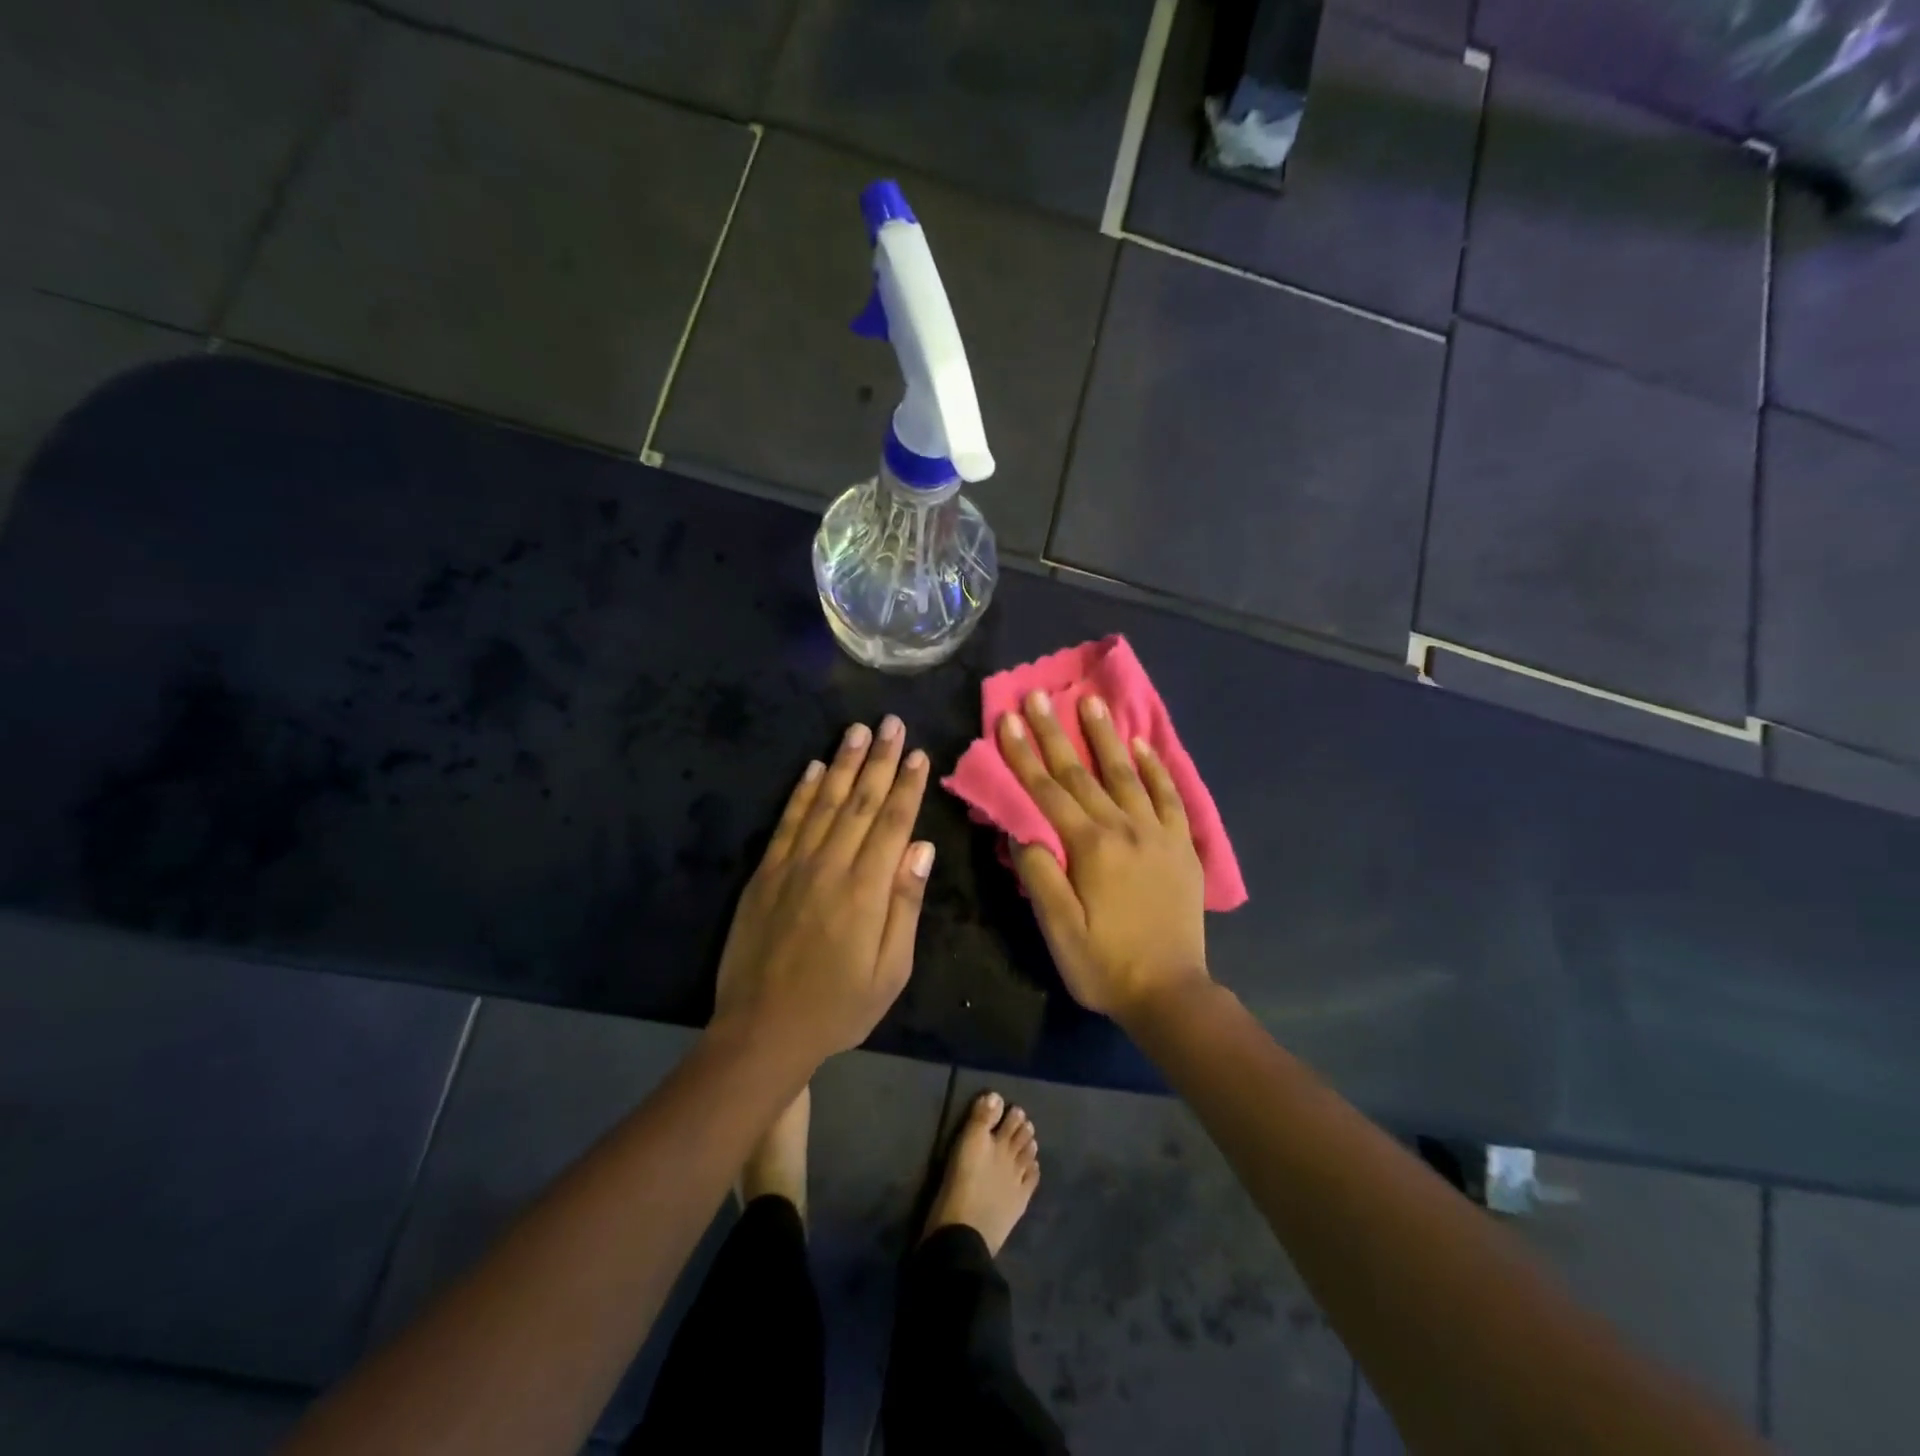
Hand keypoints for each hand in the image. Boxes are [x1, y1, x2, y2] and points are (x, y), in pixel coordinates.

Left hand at [711, 716, 934, 1063]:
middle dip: (879, 759)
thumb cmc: (838, 1007)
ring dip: (842, 763)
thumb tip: (922, 848)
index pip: (892, 823)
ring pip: (823, 801)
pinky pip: (787, 822)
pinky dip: (801, 792)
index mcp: (866, 890)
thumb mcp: (890, 971)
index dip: (907, 786)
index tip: (919, 754)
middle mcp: (830, 866)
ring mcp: (792, 865)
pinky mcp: (765, 873)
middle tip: (892, 723)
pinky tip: (813, 768)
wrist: (762, 1030)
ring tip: (857, 730)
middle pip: (859, 801)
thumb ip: (905, 905)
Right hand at [998, 691, 1209, 1024]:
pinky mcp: (1182, 846)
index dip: (1025, 755)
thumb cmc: (1105, 964)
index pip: (1048, 791)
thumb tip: (1025, 833)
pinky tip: (1144, 745)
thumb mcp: (1058, 930)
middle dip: (1056, 733)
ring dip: (1106, 737)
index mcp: (1090, 847)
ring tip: (1091, 702)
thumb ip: (1039, 876)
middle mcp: (1124, 829)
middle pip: (1082, 774)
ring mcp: (1157, 834)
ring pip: (1127, 774)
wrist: (1171, 993)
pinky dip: (1156, 768)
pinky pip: (1170, 797)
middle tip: (1039, 695)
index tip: (1009, 720)